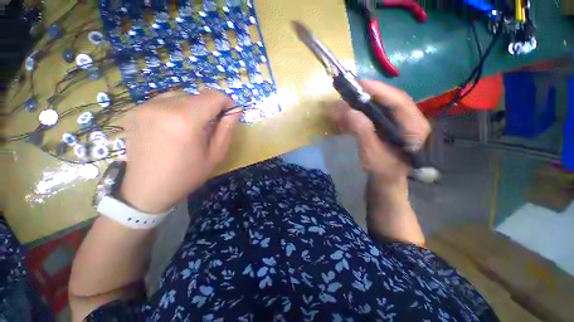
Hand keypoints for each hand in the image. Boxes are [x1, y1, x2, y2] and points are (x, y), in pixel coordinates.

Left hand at [118, 90, 240, 213]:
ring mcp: (144, 106)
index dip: (226, 103)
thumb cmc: (186, 175)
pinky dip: (175, 110)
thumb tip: (235, 110)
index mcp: (185, 120)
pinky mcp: (134, 110)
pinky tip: (171, 128)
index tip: (228, 116)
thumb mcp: (215, 155)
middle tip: (208, 129)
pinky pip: (164, 101)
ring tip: (189, 129)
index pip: (213, 96)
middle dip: (209, 108)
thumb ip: (227, 130)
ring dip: (192, 108)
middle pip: (197, 95)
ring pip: (181, 96)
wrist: (147, 190)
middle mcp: (162, 106)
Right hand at [332, 80, 429, 188]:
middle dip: (369, 94)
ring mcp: (400, 123)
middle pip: (390, 100)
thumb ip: (363, 132)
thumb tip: (349, 111)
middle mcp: (410, 120)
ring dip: (363, 103)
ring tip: (346, 103)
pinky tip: (350, 115)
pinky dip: (362, 113)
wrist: (387, 181)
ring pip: (382, 106)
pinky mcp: (390, 126)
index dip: (379, 90)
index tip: (359, 84)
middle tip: (350, 91)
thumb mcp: (372, 155)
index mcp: (414, 127)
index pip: (399, 101)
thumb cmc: (384, 171)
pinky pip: (376, 114)